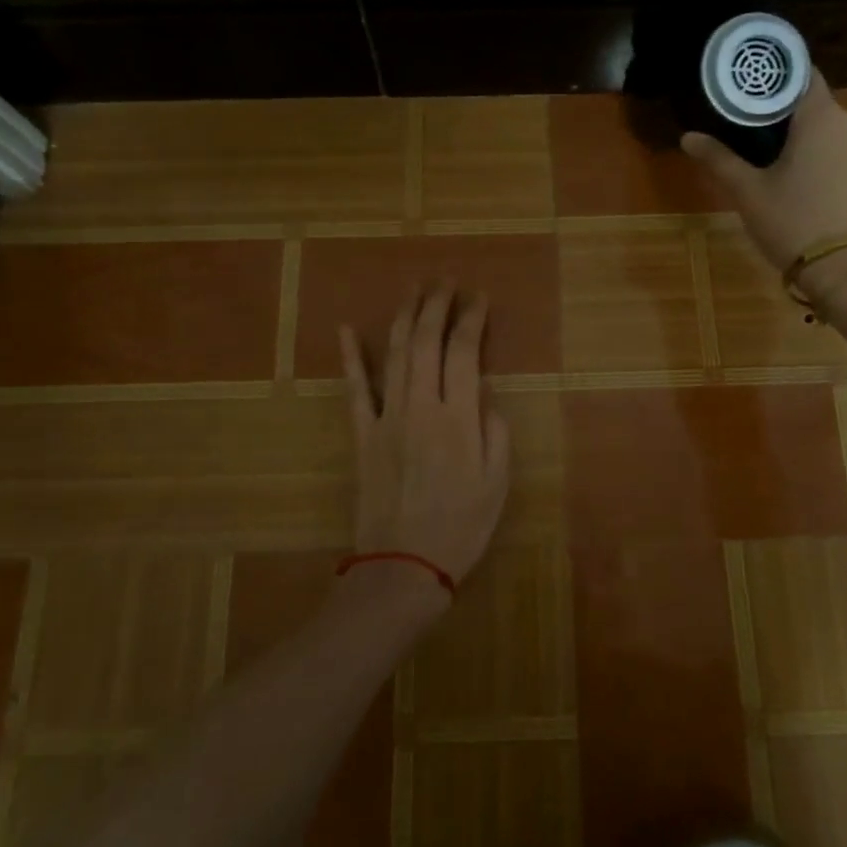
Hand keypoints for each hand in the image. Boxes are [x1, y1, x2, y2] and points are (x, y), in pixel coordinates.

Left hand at [339, 284, 511, 595]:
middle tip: (445, 280)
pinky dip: (352, 357)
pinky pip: (355, 389)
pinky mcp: (362, 435)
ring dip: (404, 317)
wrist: (403, 566)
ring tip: (414, 289)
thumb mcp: (497, 483)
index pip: (464, 352)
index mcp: (458, 418)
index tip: (479, 297)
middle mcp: (420, 407)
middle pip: (427, 342)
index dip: (471, 319)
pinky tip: (349, 329)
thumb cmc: (460, 527)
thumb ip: (495, 431)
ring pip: (395, 355)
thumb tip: (485, 394)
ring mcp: (386, 418)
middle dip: (436, 305)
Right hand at [682, 70, 846, 302]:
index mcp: (823, 118)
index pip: (802, 76)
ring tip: (796, 187)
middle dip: (795, 129)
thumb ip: (720, 160)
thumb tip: (688, 137)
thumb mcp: (749, 194)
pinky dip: (842, 178)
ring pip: (843, 143)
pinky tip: (825, 206)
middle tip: (766, 155)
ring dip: (821, 155)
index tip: (755, 100)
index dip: (777, 84)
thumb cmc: (796, 223)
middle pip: (821, 114)